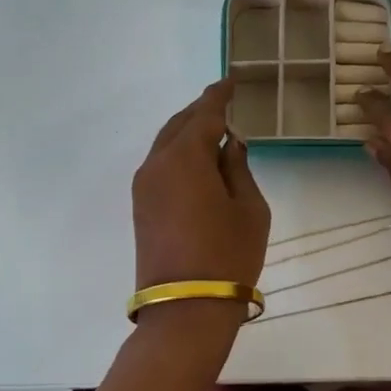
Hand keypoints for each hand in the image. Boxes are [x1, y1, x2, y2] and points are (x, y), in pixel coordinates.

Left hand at [132, 79, 270, 295]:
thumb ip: (238, 167)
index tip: (231, 80)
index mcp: (185, 157)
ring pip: (166, 145)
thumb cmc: (228, 254)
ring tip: (215, 131)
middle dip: (201, 112)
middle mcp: (157, 164)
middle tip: (225, 103)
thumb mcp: (249, 207)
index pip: (204, 113)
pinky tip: (199, 161)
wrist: (186, 309)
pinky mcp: (141, 206)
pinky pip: (161, 165)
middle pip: (179, 125)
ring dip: (188, 133)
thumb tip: (229, 143)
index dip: (219, 95)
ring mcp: (144, 186)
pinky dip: (179, 154)